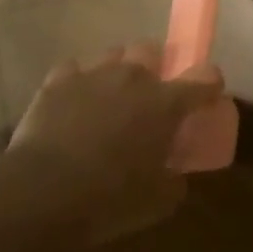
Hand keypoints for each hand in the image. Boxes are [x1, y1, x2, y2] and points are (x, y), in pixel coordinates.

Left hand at [5, 43, 221, 245]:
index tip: (208, 95)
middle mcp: (133, 77)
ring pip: (113, 55)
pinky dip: (78, 82)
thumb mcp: (158, 201)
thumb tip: (175, 175)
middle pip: (151, 51)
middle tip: (148, 96)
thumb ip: (174, 181)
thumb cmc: (110, 198)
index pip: (205, 77)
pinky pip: (74, 69)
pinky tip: (74, 102)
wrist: (42, 193)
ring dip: (117, 71)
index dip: (210, 83)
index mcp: (166, 103)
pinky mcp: (57, 82)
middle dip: (154, 67)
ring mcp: (93, 74)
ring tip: (109, 97)